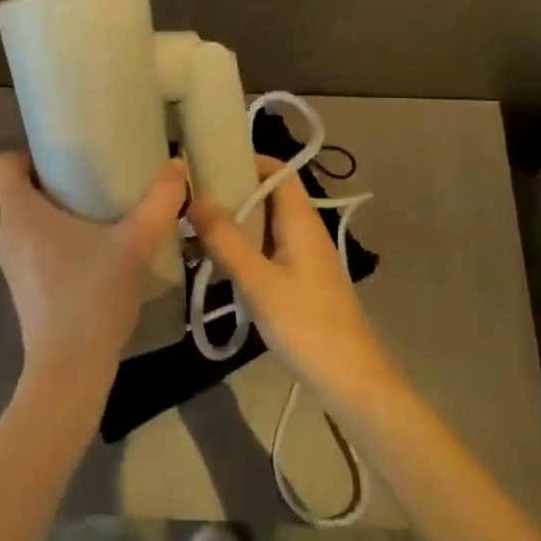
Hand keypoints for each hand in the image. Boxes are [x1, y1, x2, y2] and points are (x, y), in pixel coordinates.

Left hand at [0, 152, 187, 402]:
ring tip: (102, 209)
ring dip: (60, 209)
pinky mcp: (26, 287)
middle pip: (19, 189)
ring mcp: (14, 264)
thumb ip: (158, 203)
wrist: (69, 371)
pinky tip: (98, 248)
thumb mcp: (133, 245)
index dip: (28, 153)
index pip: (2, 165)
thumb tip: (178, 165)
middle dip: (55, 177)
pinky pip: (36, 245)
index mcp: (21, 214)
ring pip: (29, 219)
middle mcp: (8, 235)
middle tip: (96, 175)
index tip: (66, 155)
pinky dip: (60, 237)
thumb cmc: (90, 298)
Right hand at [190, 156, 399, 408]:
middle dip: (231, 191)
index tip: (207, 163)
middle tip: (189, 197)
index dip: (246, 160)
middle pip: (268, 195)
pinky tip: (215, 263)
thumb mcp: (260, 282)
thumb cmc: (307, 325)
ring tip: (193, 227)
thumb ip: (227, 240)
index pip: (277, 171)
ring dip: (234, 223)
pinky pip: (267, 250)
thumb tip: (194, 198)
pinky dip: (242, 248)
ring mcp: (303, 257)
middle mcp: (305, 231)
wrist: (351, 380)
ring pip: (265, 225)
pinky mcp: (299, 282)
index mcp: (301, 221)